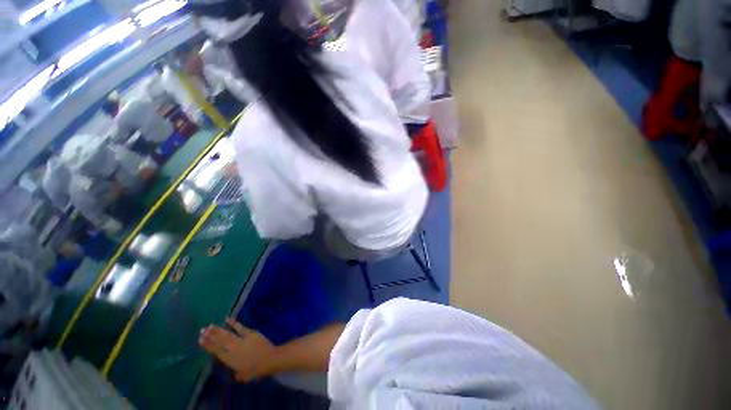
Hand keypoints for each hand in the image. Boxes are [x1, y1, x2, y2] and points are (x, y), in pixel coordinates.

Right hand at [200, 319, 277, 382]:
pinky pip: (240, 327)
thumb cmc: (256, 370)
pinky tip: (227, 319)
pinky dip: (233, 322)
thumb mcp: (244, 375)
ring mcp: (241, 340)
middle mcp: (232, 349)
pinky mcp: (250, 333)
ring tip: (210, 326)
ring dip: (218, 330)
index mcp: (229, 360)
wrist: (268, 359)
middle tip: (202, 330)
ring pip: (227, 334)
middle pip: (219, 341)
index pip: (216, 351)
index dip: (208, 345)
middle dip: (210, 335)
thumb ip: (238, 373)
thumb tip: (236, 373)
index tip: (200, 340)